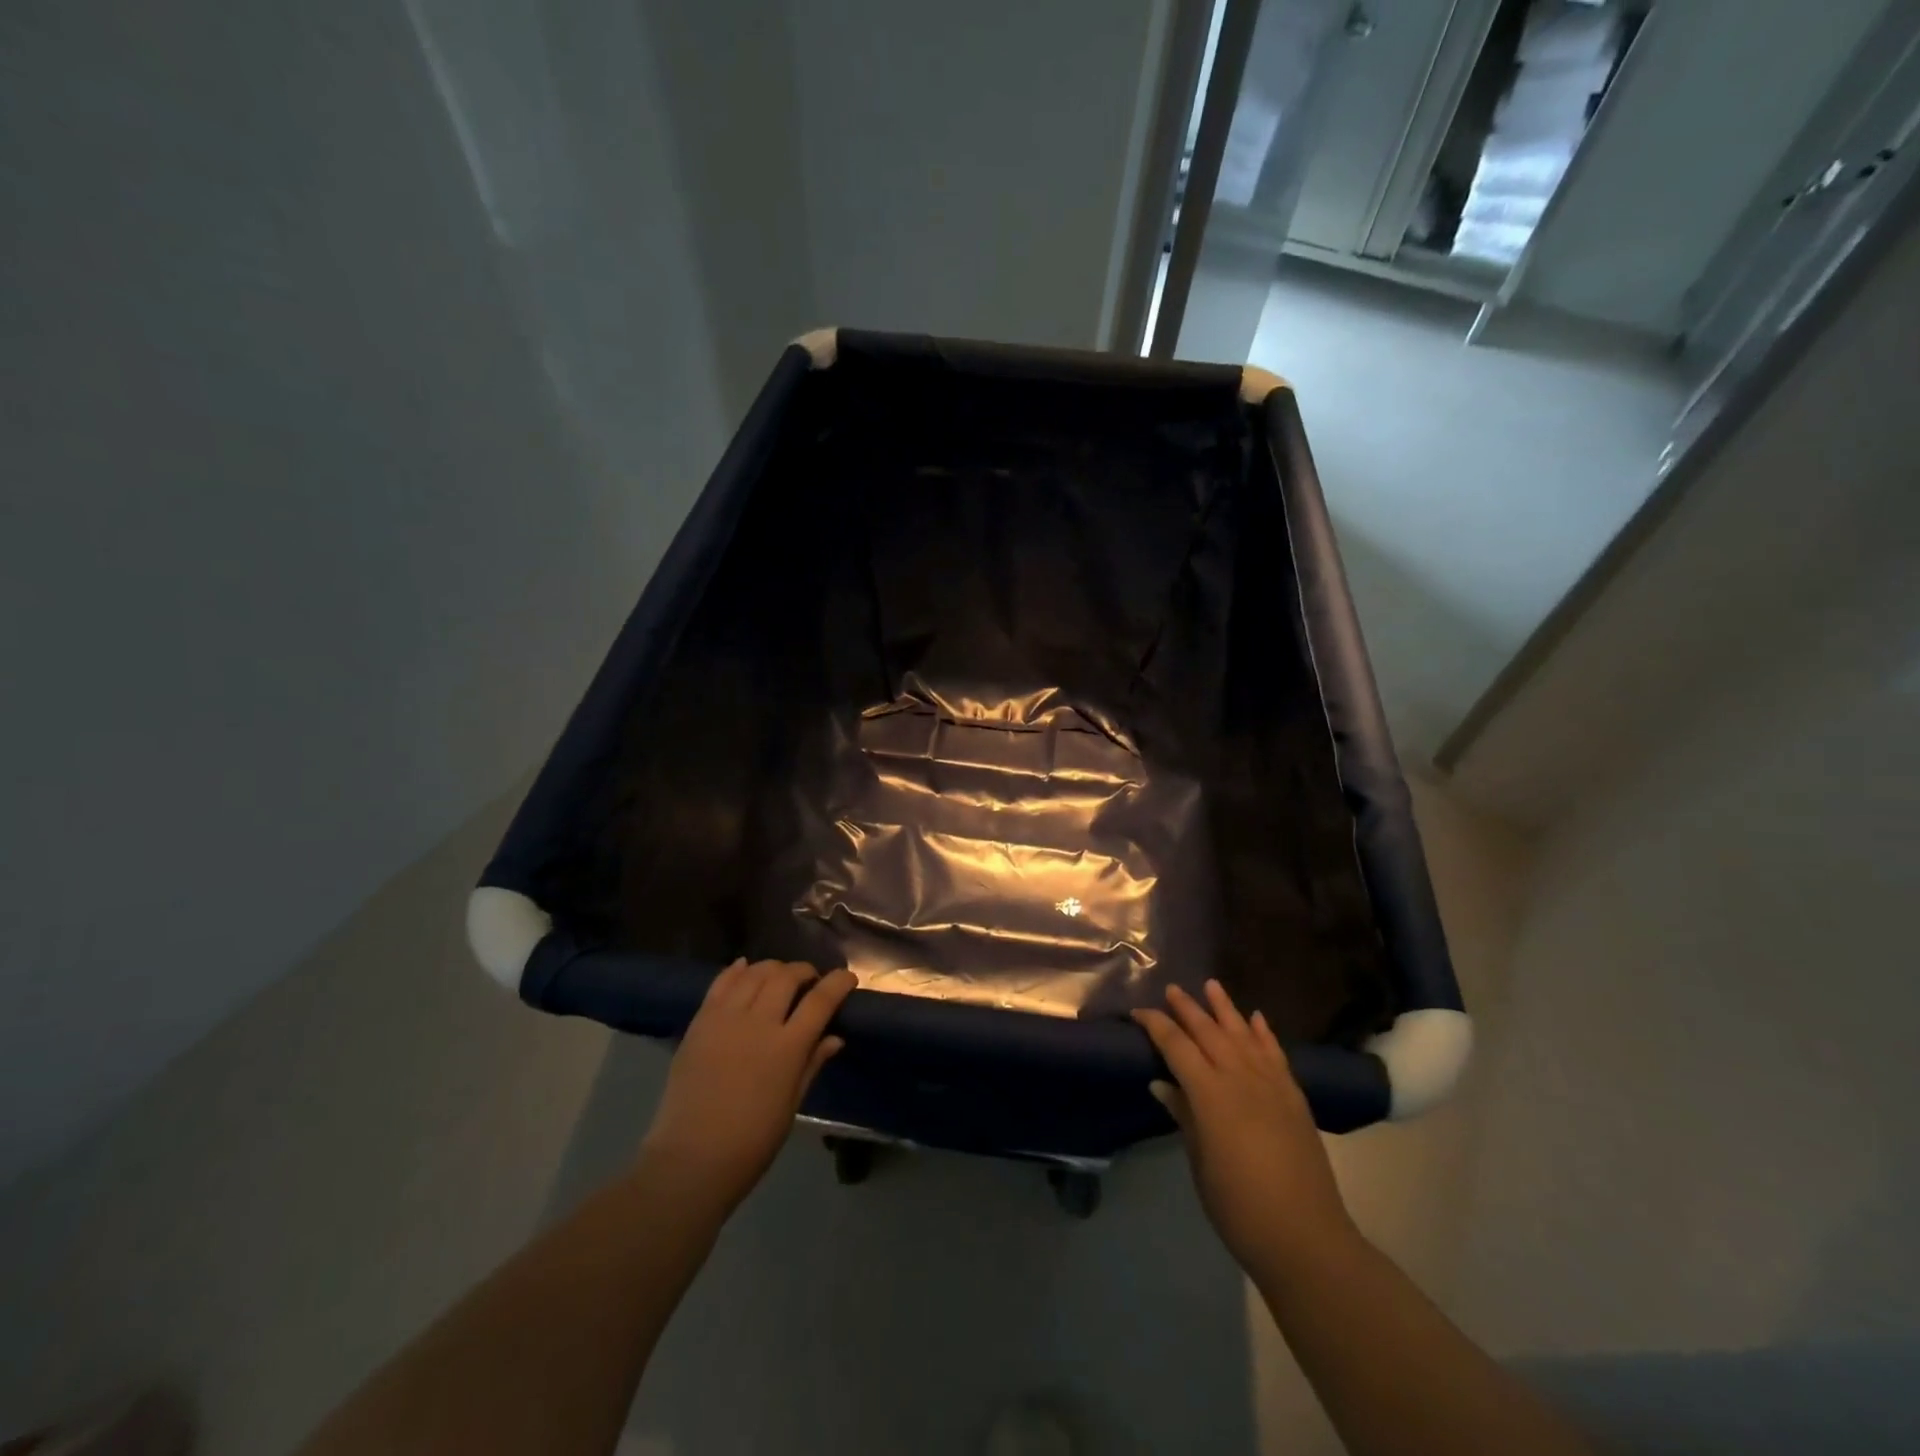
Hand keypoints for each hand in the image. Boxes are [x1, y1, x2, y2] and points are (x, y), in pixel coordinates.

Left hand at [640, 959, 856, 1217]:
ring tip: (779, 977)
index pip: (820, 1000)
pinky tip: (745, 968)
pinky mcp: (699, 1023)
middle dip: (804, 971)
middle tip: (810, 981)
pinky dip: (737, 970)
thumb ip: (812, 1063)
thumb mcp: (792, 1105)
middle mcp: (757, 1023)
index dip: (838, 983)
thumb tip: (835, 1037)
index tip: (848, 978)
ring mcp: (725, 1019)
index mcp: (787, 1048)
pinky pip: (720, 983)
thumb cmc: (751, 1142)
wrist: (690, 1161)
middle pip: (786, 976)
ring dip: (773, 968)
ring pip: (755, 972)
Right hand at [1133, 981, 1356, 1280]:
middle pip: (1209, 1032)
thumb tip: (1162, 1084)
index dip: (1156, 1025)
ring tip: (1212, 985)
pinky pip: (1276, 1054)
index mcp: (1210, 1094)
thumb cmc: (1238, 1206)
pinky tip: (1257, 1019)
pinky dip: (1264, 1033)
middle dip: (1188, 1008)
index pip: (1176, 1046)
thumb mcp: (1199, 1162)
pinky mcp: (1294, 1098)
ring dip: (1226, 1009)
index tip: (1138, 1013)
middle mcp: (1240, 1078)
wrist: (1305, 1238)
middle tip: (1172, 989)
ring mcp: (1271, 1085)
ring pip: (1244, 1034)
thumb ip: (1183, 1115)